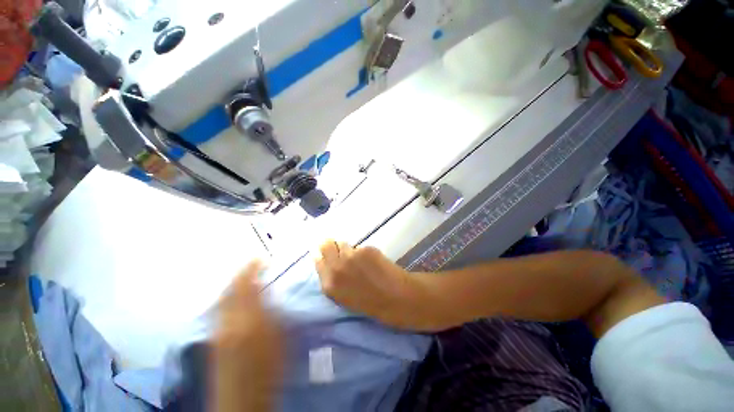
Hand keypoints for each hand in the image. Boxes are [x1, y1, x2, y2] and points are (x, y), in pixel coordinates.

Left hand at [212, 261, 282, 411]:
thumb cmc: (269, 367)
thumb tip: (271, 292)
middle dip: (240, 273)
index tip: (261, 258)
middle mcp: (227, 320)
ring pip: (221, 298)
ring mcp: (217, 329)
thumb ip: (276, 311)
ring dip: (232, 283)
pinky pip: (218, 308)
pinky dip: (226, 296)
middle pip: (230, 289)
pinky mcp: (213, 337)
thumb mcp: (282, 336)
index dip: (252, 268)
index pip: (247, 285)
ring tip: (243, 275)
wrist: (242, 398)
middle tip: (251, 263)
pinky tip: (232, 296)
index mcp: (248, 319)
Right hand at [315, 240, 446, 331]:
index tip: (324, 251)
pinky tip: (372, 261)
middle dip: (331, 244)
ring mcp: (352, 256)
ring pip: (344, 244)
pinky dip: (363, 252)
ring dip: (349, 249)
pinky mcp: (366, 249)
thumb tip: (323, 258)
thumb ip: (331, 278)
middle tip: (340, 249)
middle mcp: (337, 267)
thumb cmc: (369, 302)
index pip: (317, 258)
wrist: (396, 299)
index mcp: (329, 284)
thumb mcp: (342, 296)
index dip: (321, 253)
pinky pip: (359, 246)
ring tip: (360, 259)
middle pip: (326, 244)